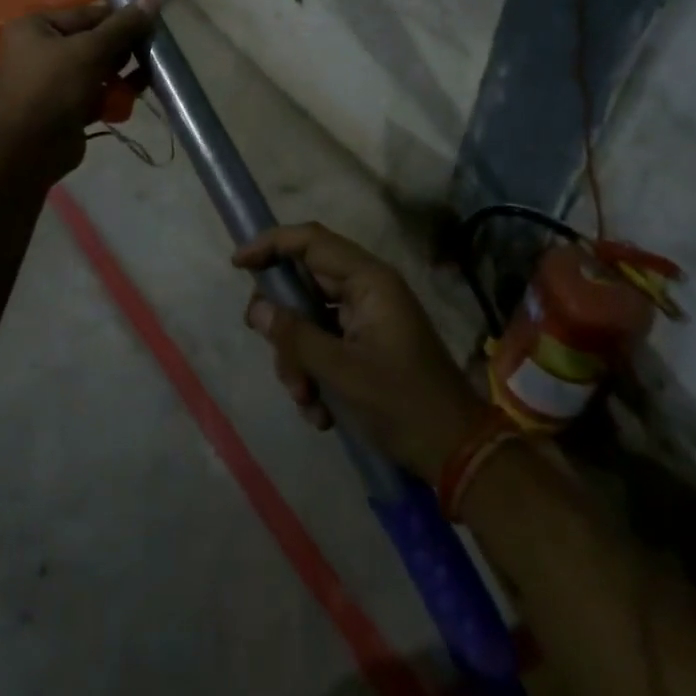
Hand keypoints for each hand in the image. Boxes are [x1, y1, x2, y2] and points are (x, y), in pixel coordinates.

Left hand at [0, 0, 158, 177]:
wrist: (29, 150)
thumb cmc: (54, 87)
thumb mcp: (91, 50)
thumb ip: (124, 25)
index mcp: (35, 27)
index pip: (87, 14)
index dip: (121, 20)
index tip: (151, 28)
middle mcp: (37, 49)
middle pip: (92, 41)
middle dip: (122, 51)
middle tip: (148, 56)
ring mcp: (48, 80)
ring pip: (95, 69)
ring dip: (120, 75)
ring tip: (143, 80)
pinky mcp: (61, 107)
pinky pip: (92, 93)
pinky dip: (110, 95)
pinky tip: (128, 100)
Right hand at [237, 223, 488, 483]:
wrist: (457, 454)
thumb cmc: (403, 404)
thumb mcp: (342, 372)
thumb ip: (295, 336)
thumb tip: (257, 308)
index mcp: (369, 281)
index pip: (311, 241)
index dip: (271, 244)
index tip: (238, 264)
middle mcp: (367, 290)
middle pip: (305, 286)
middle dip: (286, 327)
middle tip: (275, 356)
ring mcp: (367, 318)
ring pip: (310, 320)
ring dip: (299, 359)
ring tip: (308, 401)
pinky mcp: (366, 344)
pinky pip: (324, 343)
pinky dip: (315, 373)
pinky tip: (322, 411)